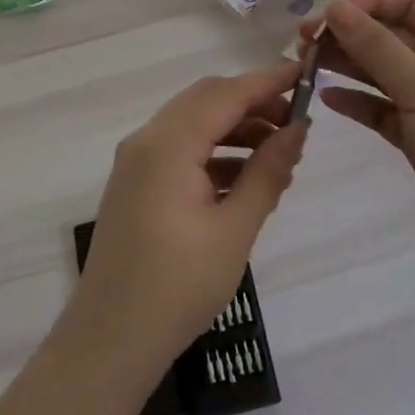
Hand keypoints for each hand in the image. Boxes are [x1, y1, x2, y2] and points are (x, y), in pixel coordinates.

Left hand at [67, 61, 307, 383]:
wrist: (109, 341)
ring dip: (235, 129)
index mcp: (168, 144)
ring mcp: (136, 161)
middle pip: (206, 100)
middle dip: (252, 104)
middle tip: (296, 125)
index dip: (267, 81)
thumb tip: (298, 129)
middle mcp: (147, 140)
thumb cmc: (178, 288)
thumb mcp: (234, 230)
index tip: (305, 73)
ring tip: (279, 158)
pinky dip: (214, 152)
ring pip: (193, 123)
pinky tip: (244, 180)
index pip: (226, 94)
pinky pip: (180, 149)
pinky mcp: (135, 183)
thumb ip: (267, 172)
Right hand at [316, 0, 414, 291]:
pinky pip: (386, 111)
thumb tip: (337, 7)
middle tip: (302, 44)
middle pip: (392, 35)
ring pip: (385, 73)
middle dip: (349, 34)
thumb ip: (377, 47)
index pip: (408, 1)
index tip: (324, 16)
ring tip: (304, 67)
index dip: (365, 2)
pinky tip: (327, 100)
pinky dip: (359, 104)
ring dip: (348, 67)